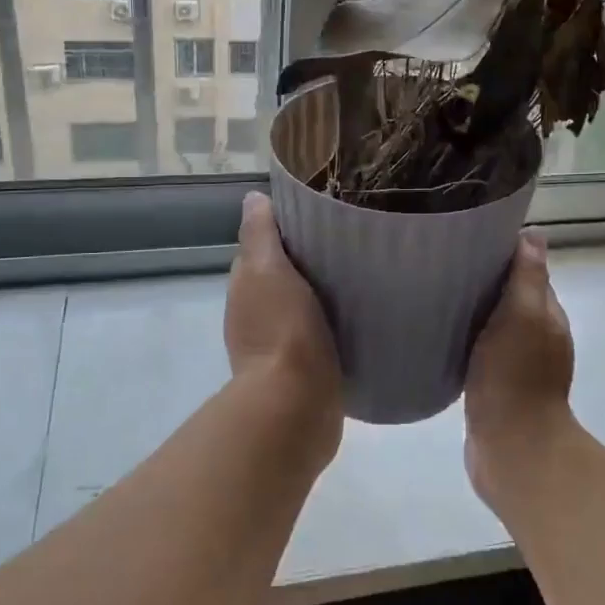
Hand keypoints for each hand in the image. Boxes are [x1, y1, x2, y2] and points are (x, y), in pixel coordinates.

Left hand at [226, 192, 343, 442]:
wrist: (296, 405)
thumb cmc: (282, 329)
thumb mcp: (267, 270)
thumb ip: (259, 234)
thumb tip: (252, 198)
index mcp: (245, 288)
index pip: (261, 248)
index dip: (284, 231)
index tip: (319, 215)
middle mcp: (254, 316)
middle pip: (282, 276)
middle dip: (306, 260)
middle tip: (347, 241)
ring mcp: (278, 345)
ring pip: (300, 305)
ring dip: (320, 292)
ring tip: (358, 275)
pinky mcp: (303, 369)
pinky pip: (318, 333)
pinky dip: (330, 321)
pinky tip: (355, 316)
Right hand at [464, 231, 575, 502]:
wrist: (511, 448)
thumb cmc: (516, 375)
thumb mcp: (524, 316)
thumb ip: (528, 277)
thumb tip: (533, 233)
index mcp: (548, 316)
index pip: (528, 273)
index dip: (503, 255)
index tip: (468, 239)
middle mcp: (537, 337)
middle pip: (509, 298)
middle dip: (483, 282)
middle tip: (441, 265)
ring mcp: (517, 365)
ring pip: (492, 326)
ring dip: (471, 313)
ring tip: (434, 297)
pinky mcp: (495, 388)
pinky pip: (478, 352)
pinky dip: (464, 341)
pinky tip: (440, 337)